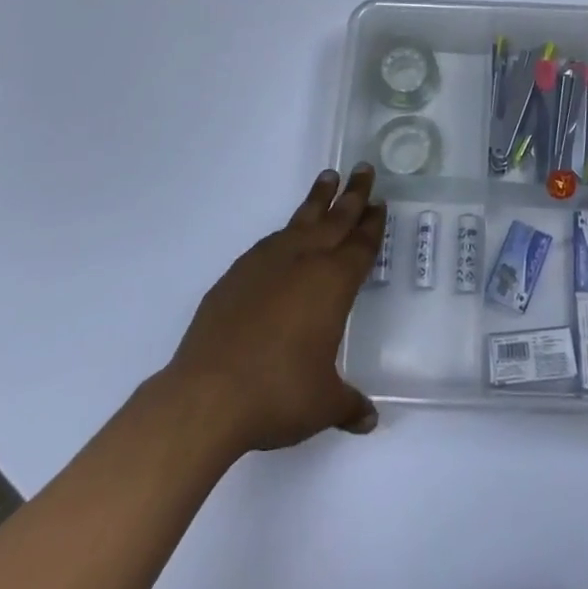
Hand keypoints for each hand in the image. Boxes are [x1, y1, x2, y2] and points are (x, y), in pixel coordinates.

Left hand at [161, 164, 386, 454]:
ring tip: (328, 178)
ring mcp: (267, 263)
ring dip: (318, 200)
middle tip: (364, 168)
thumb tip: (369, 420)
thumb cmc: (278, 394)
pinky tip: (285, 236)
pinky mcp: (236, 275)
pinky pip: (270, 242)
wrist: (207, 394)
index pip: (361, 245)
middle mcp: (304, 262)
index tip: (380, 203)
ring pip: (301, 220)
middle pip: (336, 219)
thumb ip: (349, 405)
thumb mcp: (322, 404)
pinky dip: (285, 232)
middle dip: (354, 194)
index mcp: (333, 283)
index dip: (372, 224)